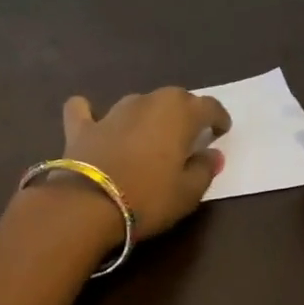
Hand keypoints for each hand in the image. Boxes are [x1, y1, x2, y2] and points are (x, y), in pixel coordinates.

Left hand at [57, 87, 230, 238]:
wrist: (87, 206)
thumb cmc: (148, 199)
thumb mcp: (188, 193)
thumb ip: (204, 170)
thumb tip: (212, 154)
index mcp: (179, 113)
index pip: (208, 106)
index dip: (218, 117)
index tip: (222, 130)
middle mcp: (147, 102)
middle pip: (174, 98)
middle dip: (185, 112)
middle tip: (188, 135)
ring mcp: (112, 113)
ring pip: (137, 103)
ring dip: (147, 115)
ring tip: (150, 136)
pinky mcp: (81, 127)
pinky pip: (84, 110)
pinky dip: (91, 114)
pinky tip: (94, 121)